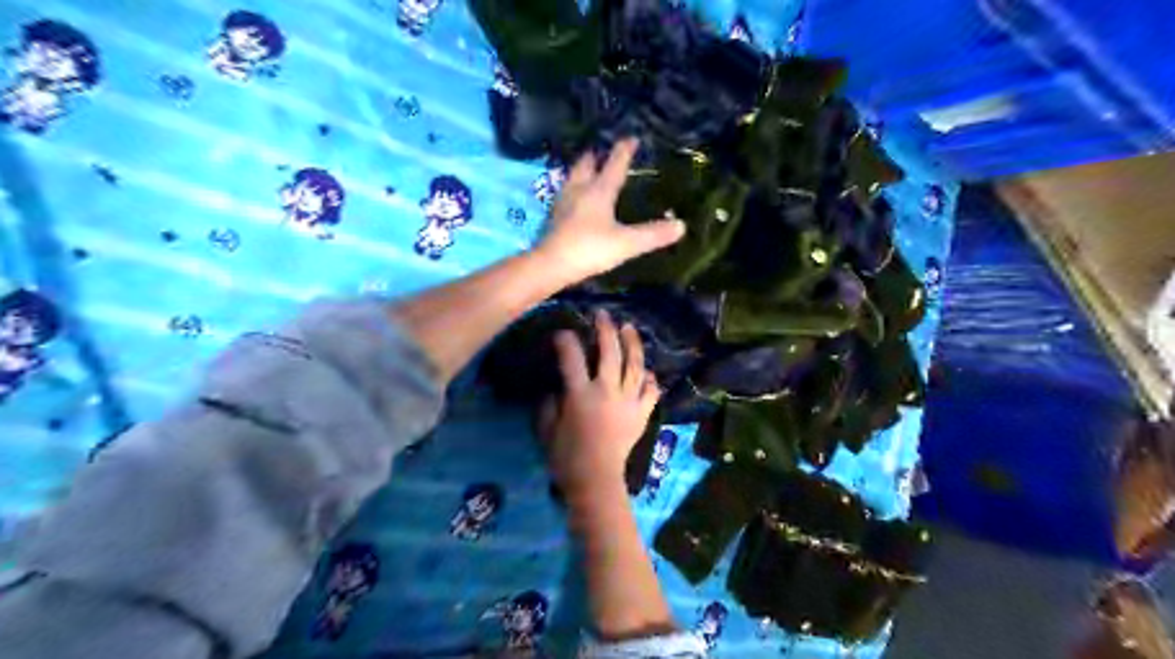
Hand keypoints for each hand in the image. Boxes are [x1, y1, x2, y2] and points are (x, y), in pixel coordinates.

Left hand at [536, 138, 691, 283]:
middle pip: (587, 165)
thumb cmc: (590, 248)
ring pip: (573, 178)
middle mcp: (579, 189)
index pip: (614, 164)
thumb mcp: (627, 243)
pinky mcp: (554, 217)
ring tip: (590, 171)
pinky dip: (573, 190)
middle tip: (604, 152)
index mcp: (599, 190)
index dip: (624, 150)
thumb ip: (653, 234)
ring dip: (582, 171)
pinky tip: (575, 200)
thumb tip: (681, 225)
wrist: (550, 265)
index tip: (631, 138)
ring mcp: (563, 202)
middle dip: (596, 156)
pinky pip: (565, 194)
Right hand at [537, 309, 660, 497]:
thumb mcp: (546, 429)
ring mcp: (628, 401)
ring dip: (632, 343)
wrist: (596, 481)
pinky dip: (649, 378)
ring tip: (629, 328)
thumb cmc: (566, 457)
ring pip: (635, 365)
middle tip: (602, 316)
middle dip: (605, 330)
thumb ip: (548, 404)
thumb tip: (556, 387)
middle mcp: (607, 392)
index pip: (572, 358)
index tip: (562, 333)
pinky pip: (651, 390)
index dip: (566, 341)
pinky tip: (646, 370)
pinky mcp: (642, 414)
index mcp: (580, 395)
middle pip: (609, 352)